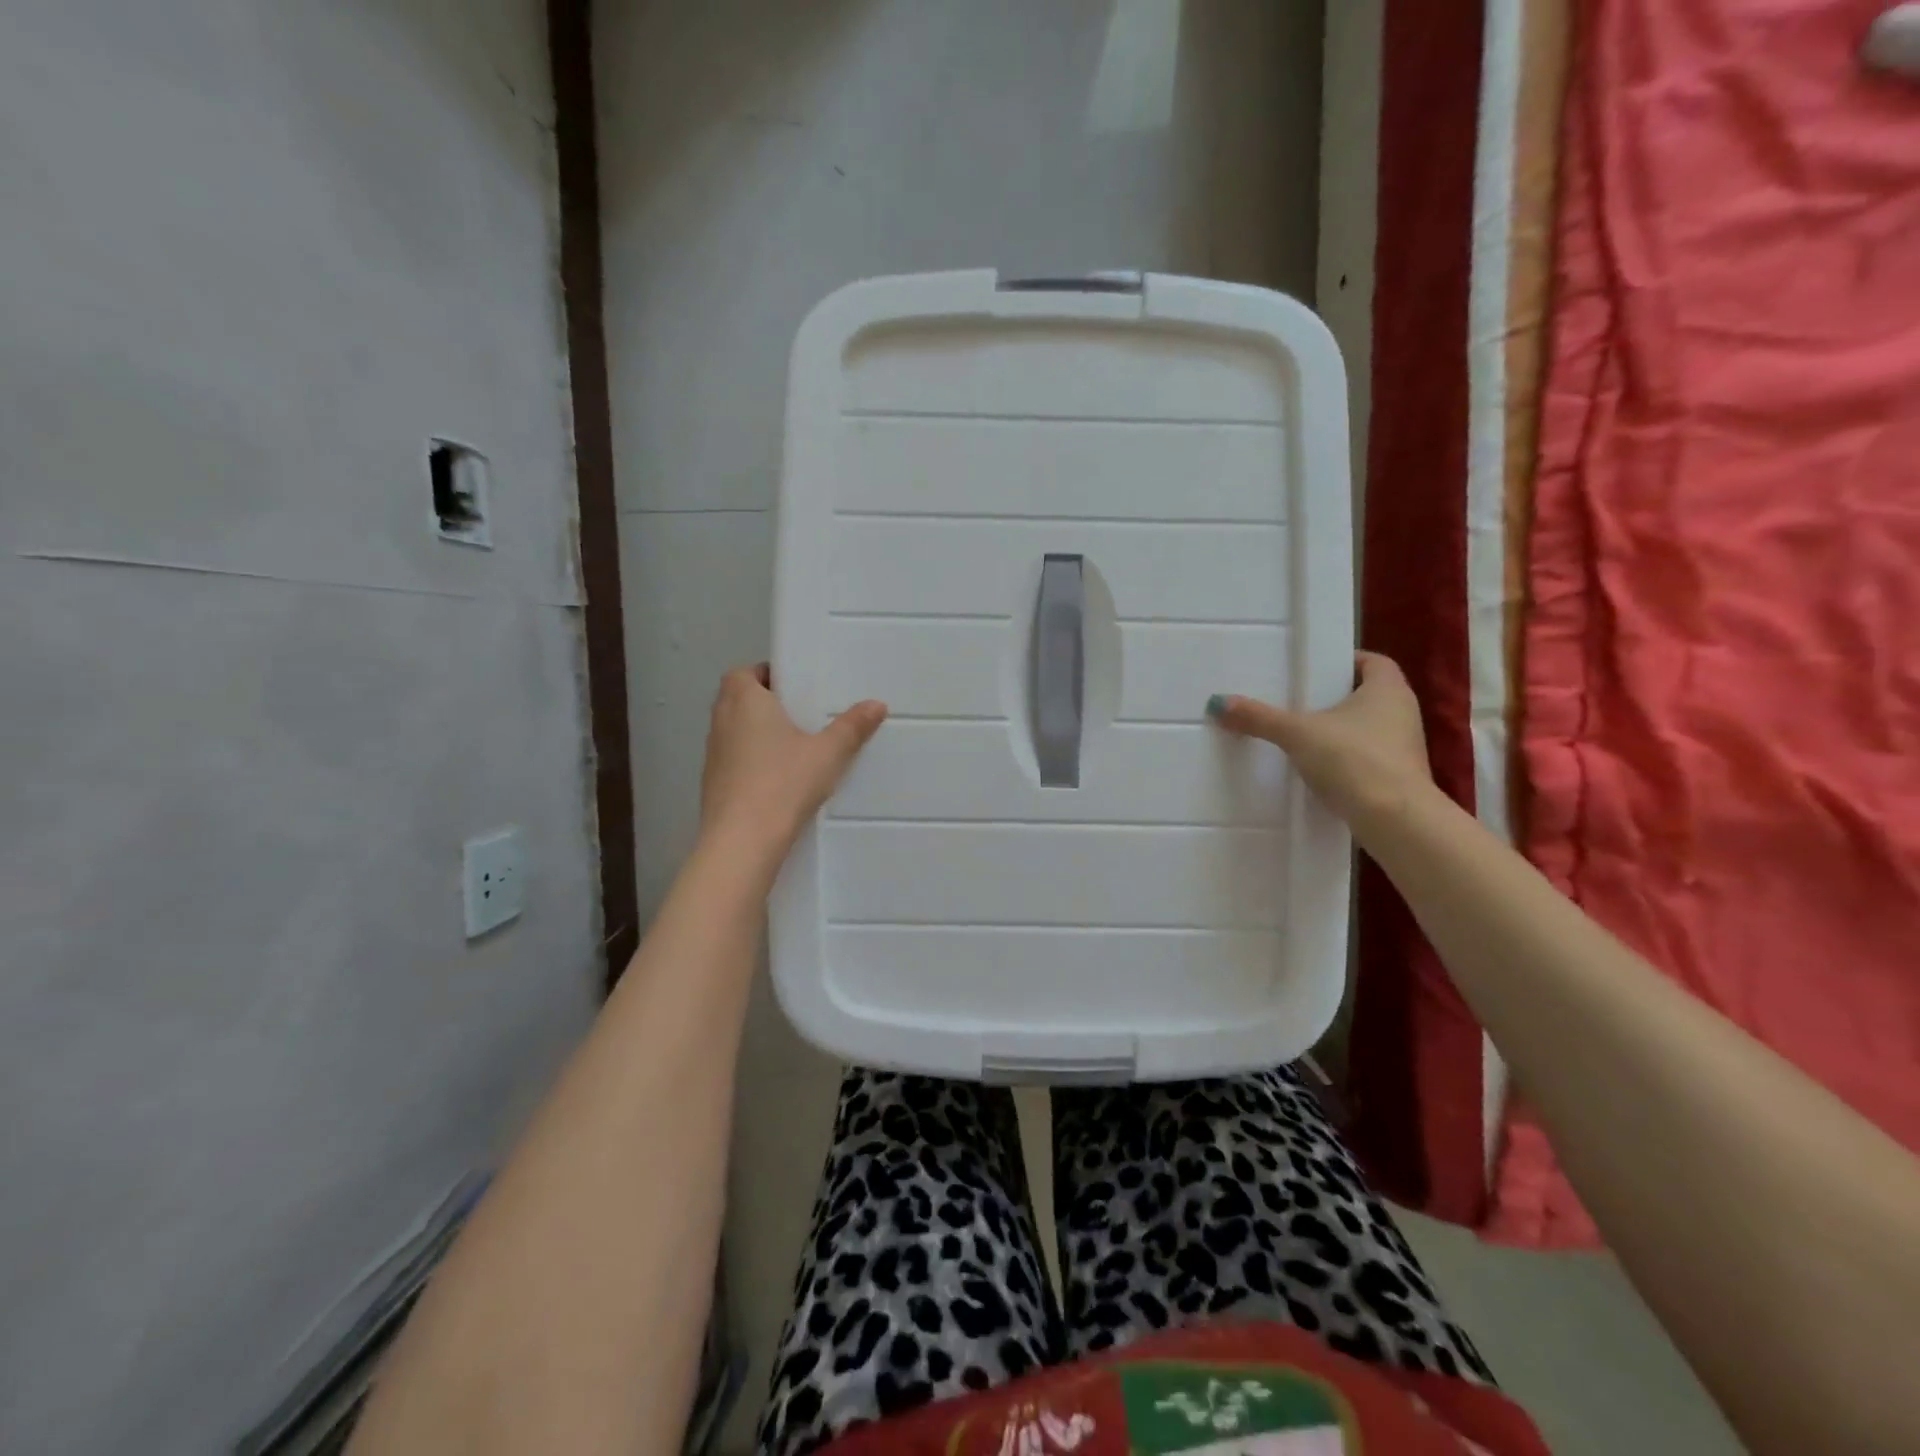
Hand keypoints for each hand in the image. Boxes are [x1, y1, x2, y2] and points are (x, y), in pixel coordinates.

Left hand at [699, 664, 887, 861]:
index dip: (766, 675)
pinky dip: (750, 761)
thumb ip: (852, 727)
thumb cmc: (784, 782)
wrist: (742, 841)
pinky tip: (778, 779)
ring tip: (793, 747)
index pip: (744, 673)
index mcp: (744, 700)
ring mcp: (712, 754)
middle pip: (738, 700)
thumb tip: (877, 704)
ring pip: (734, 731)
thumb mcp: (828, 753)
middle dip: (765, 703)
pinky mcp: (712, 784)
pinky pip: (733, 760)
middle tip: (800, 715)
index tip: (794, 688)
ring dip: (756, 733)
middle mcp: (722, 720)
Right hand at [1208, 652, 1433, 830]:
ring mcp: (1405, 747)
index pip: (1373, 661)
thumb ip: (1259, 718)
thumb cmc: (1353, 759)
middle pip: (1369, 694)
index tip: (1316, 670)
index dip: (1346, 661)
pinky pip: (1369, 757)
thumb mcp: (1297, 734)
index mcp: (1388, 689)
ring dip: (1342, 729)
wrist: (1394, 819)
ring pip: (1370, 727)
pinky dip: (1347, 758)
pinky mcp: (1400, 777)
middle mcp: (1404, 712)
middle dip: (1337, 697)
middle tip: (1300, 701)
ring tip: (1303, 736)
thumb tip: (1218, 703)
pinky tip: (1319, 769)